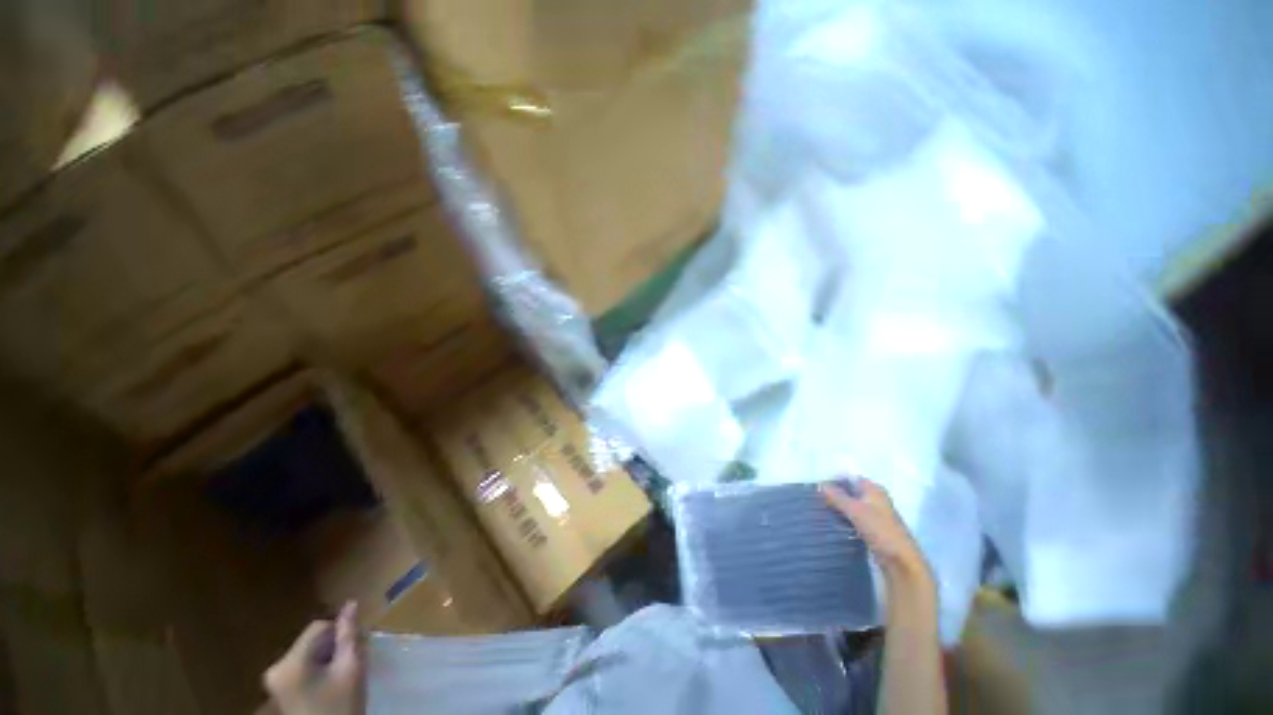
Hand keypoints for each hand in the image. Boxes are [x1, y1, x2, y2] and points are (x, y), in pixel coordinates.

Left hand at [264, 601, 365, 714]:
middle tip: (351, 660)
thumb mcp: (350, 667)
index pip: (319, 627)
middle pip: (311, 640)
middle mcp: (275, 667)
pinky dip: (317, 669)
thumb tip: (351, 603)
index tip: (356, 645)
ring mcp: (274, 680)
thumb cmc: (341, 704)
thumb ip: (348, 634)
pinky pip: (301, 666)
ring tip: (341, 673)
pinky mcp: (278, 690)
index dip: (340, 632)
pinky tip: (329, 683)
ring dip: (326, 657)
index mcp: (290, 662)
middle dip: (333, 646)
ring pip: (307, 653)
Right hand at [821, 478, 932, 588]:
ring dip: (839, 508)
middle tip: (816, 499)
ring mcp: (875, 514)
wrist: (901, 561)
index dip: (834, 480)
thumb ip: (837, 497)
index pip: (850, 478)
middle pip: (850, 492)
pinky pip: (854, 518)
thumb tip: (820, 485)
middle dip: (835, 495)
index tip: (818, 487)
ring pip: (851, 506)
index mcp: (874, 489)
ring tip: (821, 511)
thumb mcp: (855, 510)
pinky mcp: (873, 528)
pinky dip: (845, 519)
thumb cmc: (880, 530)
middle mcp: (875, 498)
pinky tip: (832, 523)